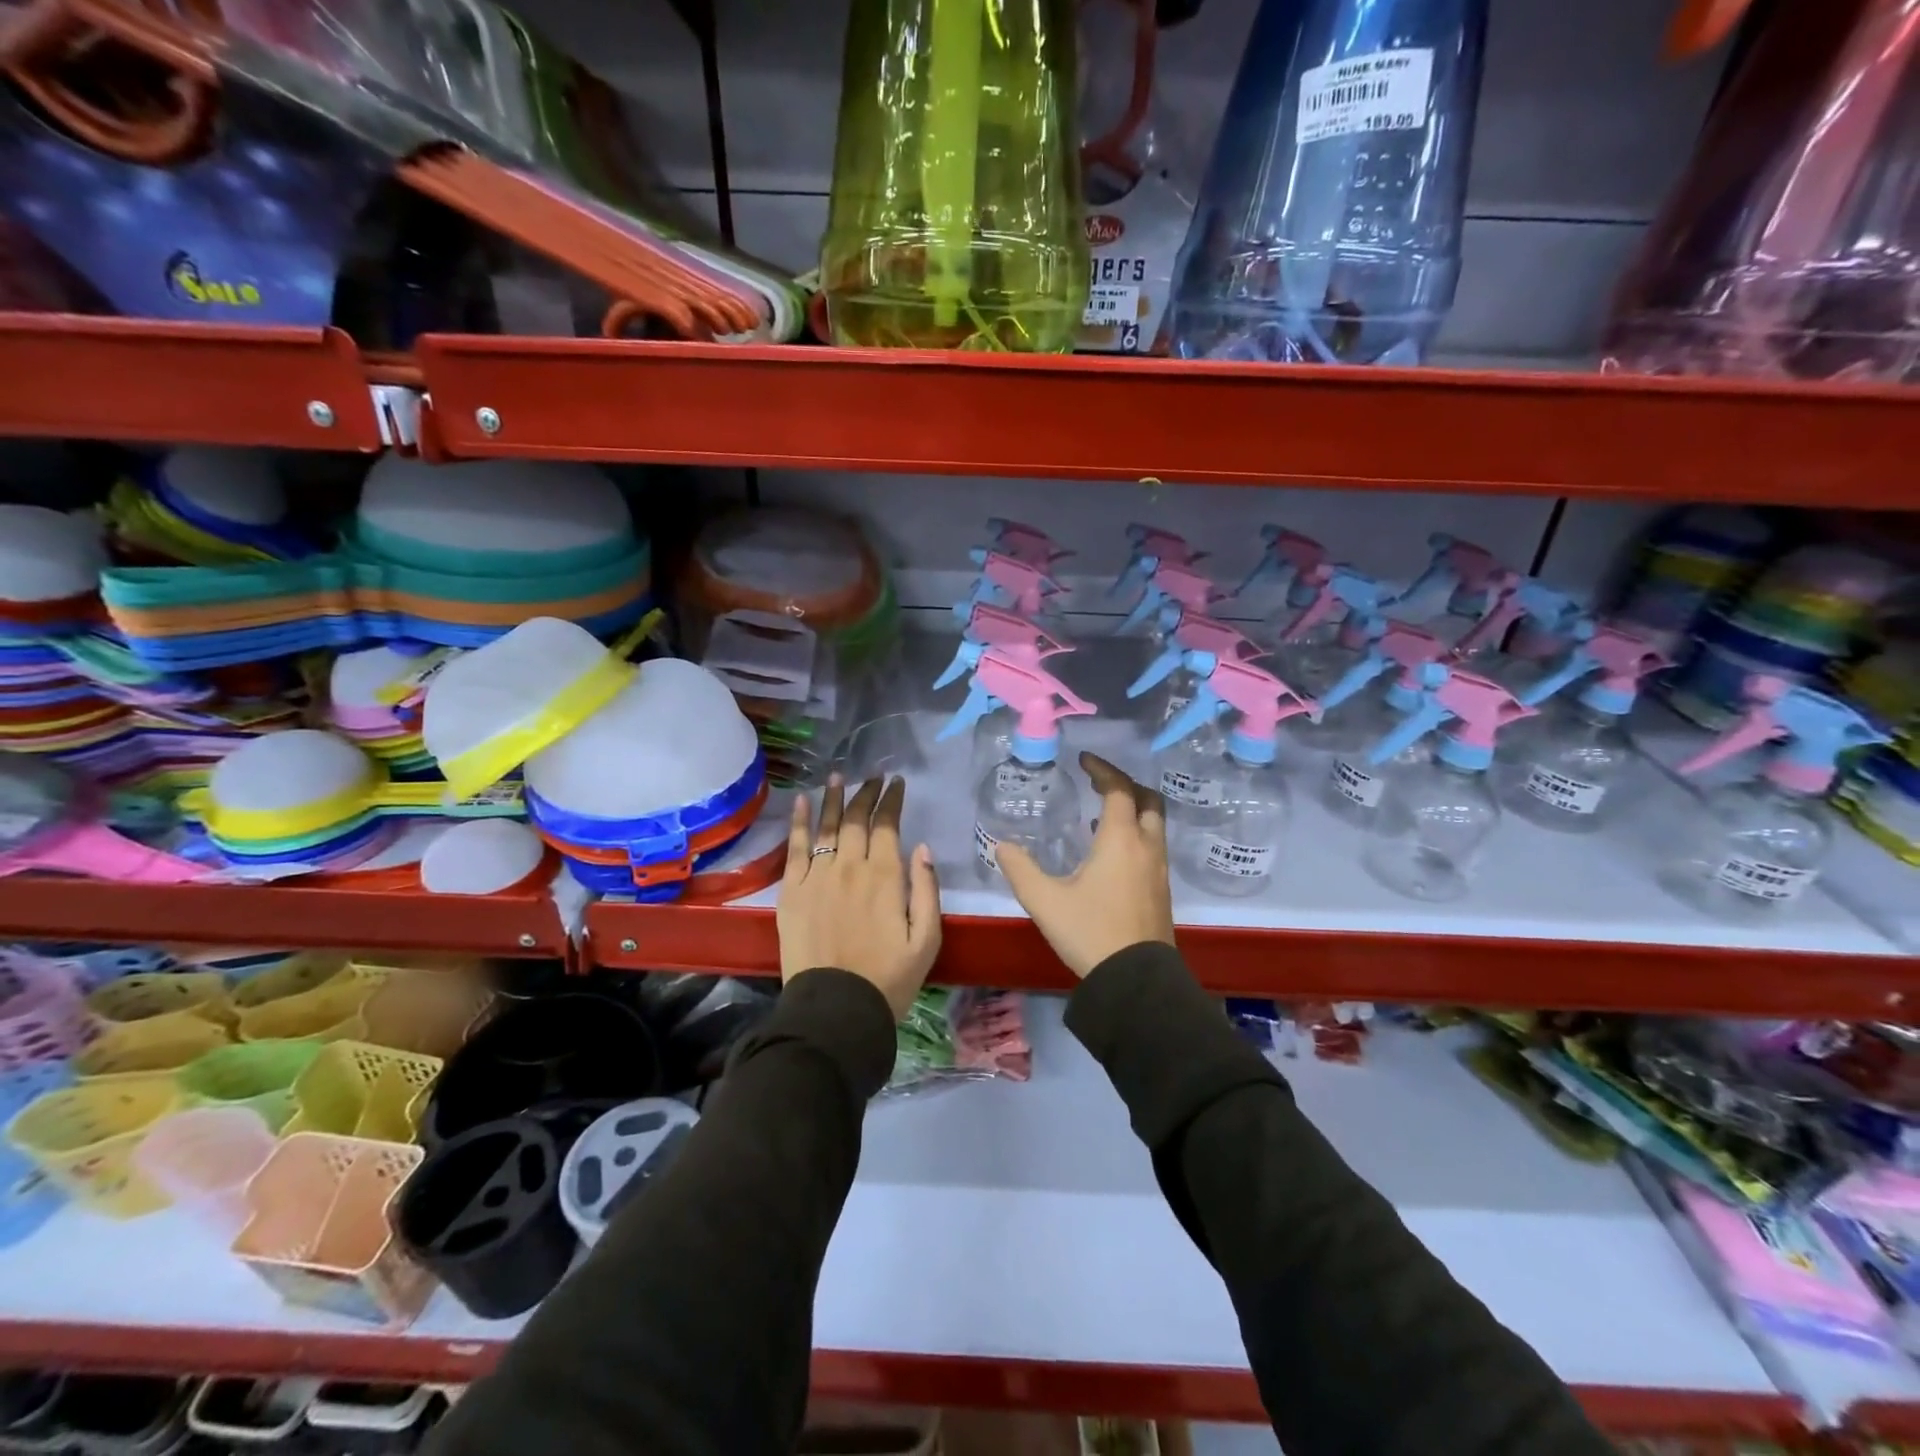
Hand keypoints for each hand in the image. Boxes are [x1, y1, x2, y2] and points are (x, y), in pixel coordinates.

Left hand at [777, 774, 940, 1017]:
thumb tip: (922, 846)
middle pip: (857, 819)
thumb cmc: (889, 978)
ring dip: (834, 798)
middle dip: (866, 793)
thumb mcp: (927, 939)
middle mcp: (850, 867)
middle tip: (873, 777)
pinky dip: (800, 822)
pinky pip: (795, 848)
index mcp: (885, 877)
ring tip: (838, 776)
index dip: (891, 800)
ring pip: (826, 826)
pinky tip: (803, 802)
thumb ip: (926, 889)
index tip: (896, 783)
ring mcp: (817, 877)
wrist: (836, 1010)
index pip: (887, 825)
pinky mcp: (792, 892)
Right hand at [997, 753, 1175, 977]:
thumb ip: (1020, 869)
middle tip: (1099, 782)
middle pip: (1148, 800)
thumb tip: (1001, 846)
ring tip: (1101, 814)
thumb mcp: (1045, 901)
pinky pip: (1152, 845)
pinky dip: (1136, 832)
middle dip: (1125, 784)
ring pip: (1154, 824)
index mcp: (1120, 840)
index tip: (1084, 760)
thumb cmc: (1090, 932)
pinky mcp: (1161, 891)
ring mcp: (1158, 870)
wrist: (1135, 981)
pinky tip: (1110, 852)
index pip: (1118, 789)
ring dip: (1132, 809)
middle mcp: (1146, 847)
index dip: (1103, 770)